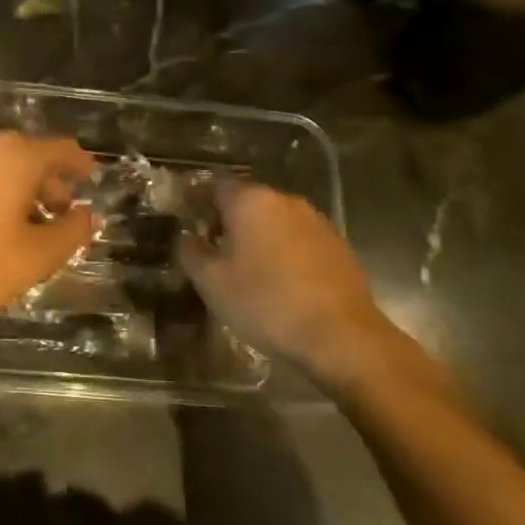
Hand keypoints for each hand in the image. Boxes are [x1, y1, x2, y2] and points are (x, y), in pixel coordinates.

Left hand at [0, 130, 97, 336]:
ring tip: (24, 229)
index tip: (91, 181)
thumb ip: (69, 232)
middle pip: (27, 156)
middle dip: (48, 184)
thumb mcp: (32, 258)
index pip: (61, 149)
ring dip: (16, 192)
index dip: (81, 165)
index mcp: (11, 155)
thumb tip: (86, 215)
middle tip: (59, 217)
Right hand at [180, 182, 406, 399]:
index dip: (195, 199)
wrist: (341, 337)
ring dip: (255, 235)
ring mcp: (315, 222)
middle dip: (225, 219)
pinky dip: (281, 250)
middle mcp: (285, 201)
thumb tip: (185, 235)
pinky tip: (276, 278)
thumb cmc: (266, 303)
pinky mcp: (336, 246)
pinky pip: (296, 239)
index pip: (213, 187)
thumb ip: (190, 251)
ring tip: (242, 266)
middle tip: (209, 246)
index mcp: (251, 201)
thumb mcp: (211, 281)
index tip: (183, 214)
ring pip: (273, 220)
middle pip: (246, 201)